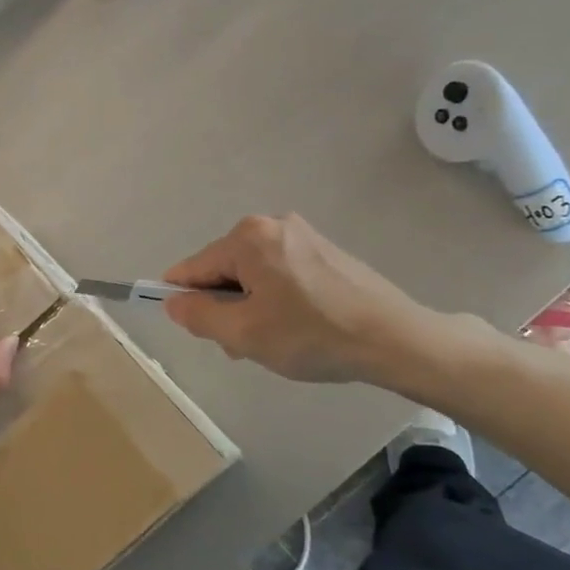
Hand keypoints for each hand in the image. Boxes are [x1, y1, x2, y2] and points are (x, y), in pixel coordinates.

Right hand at [161, 214, 444, 384]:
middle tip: (245, 344)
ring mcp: (302, 235)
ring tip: (275, 341)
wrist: (397, 339)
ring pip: (253, 273)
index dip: (185, 300)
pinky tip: (297, 326)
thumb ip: (198, 316)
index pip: (194, 268)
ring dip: (251, 305)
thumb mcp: (243, 334)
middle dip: (226, 306)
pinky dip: (277, 298)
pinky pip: (281, 272)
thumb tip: (173, 302)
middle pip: (224, 269)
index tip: (196, 329)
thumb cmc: (312, 335)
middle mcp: (271, 224)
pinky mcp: (326, 250)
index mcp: (247, 238)